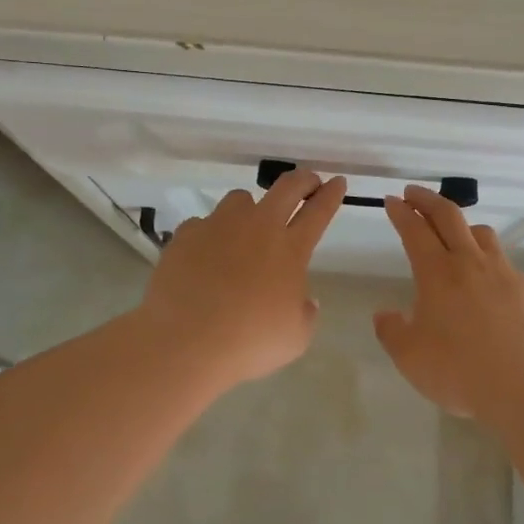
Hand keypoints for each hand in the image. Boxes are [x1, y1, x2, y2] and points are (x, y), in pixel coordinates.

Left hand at [136, 169, 346, 390]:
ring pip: (241, 199)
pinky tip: (206, 256)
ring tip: (245, 228)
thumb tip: (304, 300)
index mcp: (290, 249)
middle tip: (308, 183)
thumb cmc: (250, 343)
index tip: (337, 182)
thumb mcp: (295, 337)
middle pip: (287, 187)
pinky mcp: (187, 235)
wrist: (186, 343)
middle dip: (303, 180)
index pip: (319, 211)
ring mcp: (219, 226)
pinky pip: (203, 224)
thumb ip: (305, 313)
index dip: (331, 194)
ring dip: (250, 209)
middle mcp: (258, 227)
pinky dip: (210, 235)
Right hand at [374, 186, 523, 419]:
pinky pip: (503, 261)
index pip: (414, 230)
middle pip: (448, 216)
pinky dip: (487, 258)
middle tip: (413, 193)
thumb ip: (392, 331)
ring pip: (481, 232)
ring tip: (454, 232)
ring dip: (462, 224)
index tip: (391, 201)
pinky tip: (486, 277)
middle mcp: (469, 262)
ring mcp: (502, 273)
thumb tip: (385, 315)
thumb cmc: (457, 368)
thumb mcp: (409, 356)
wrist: (522, 384)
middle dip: (427, 199)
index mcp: (437, 272)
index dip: (400, 212)